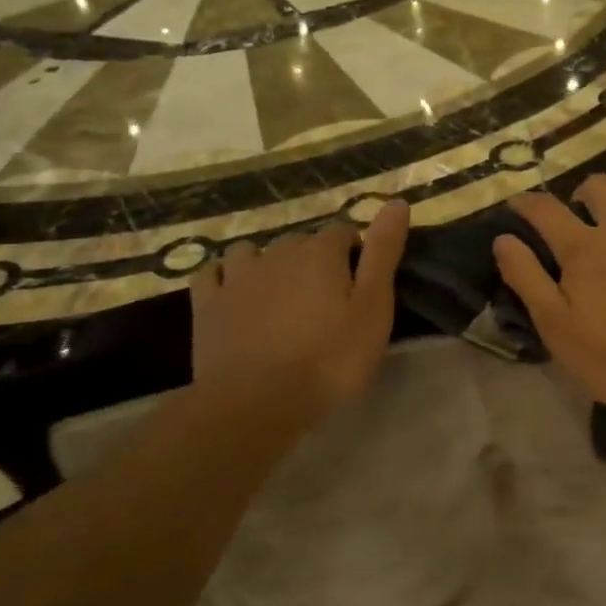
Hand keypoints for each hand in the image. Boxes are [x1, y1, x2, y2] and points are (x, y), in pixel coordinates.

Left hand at [189, 201, 409, 424]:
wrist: (257, 403)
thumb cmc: (329, 360)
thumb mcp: (373, 309)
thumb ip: (384, 253)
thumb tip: (397, 202)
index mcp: (321, 252)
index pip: (343, 231)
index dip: (354, 252)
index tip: (361, 284)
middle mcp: (277, 252)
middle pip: (300, 241)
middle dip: (315, 259)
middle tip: (327, 299)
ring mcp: (237, 276)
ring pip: (253, 251)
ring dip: (267, 263)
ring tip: (279, 294)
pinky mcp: (207, 303)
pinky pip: (213, 273)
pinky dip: (226, 277)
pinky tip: (235, 294)